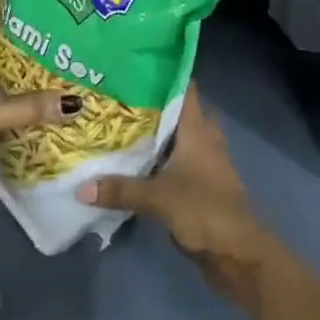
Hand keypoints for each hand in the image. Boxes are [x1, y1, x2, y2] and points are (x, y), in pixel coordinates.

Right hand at [77, 87, 273, 301]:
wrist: (239, 255)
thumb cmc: (204, 210)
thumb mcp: (158, 198)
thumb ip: (121, 189)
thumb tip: (80, 188)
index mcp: (198, 128)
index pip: (184, 88)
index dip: (165, 73)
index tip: (136, 63)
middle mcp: (204, 138)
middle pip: (179, 111)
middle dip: (154, 103)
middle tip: (120, 95)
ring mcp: (205, 163)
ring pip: (179, 137)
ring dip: (157, 133)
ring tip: (121, 124)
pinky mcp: (202, 186)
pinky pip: (178, 162)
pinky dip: (161, 159)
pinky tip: (136, 162)